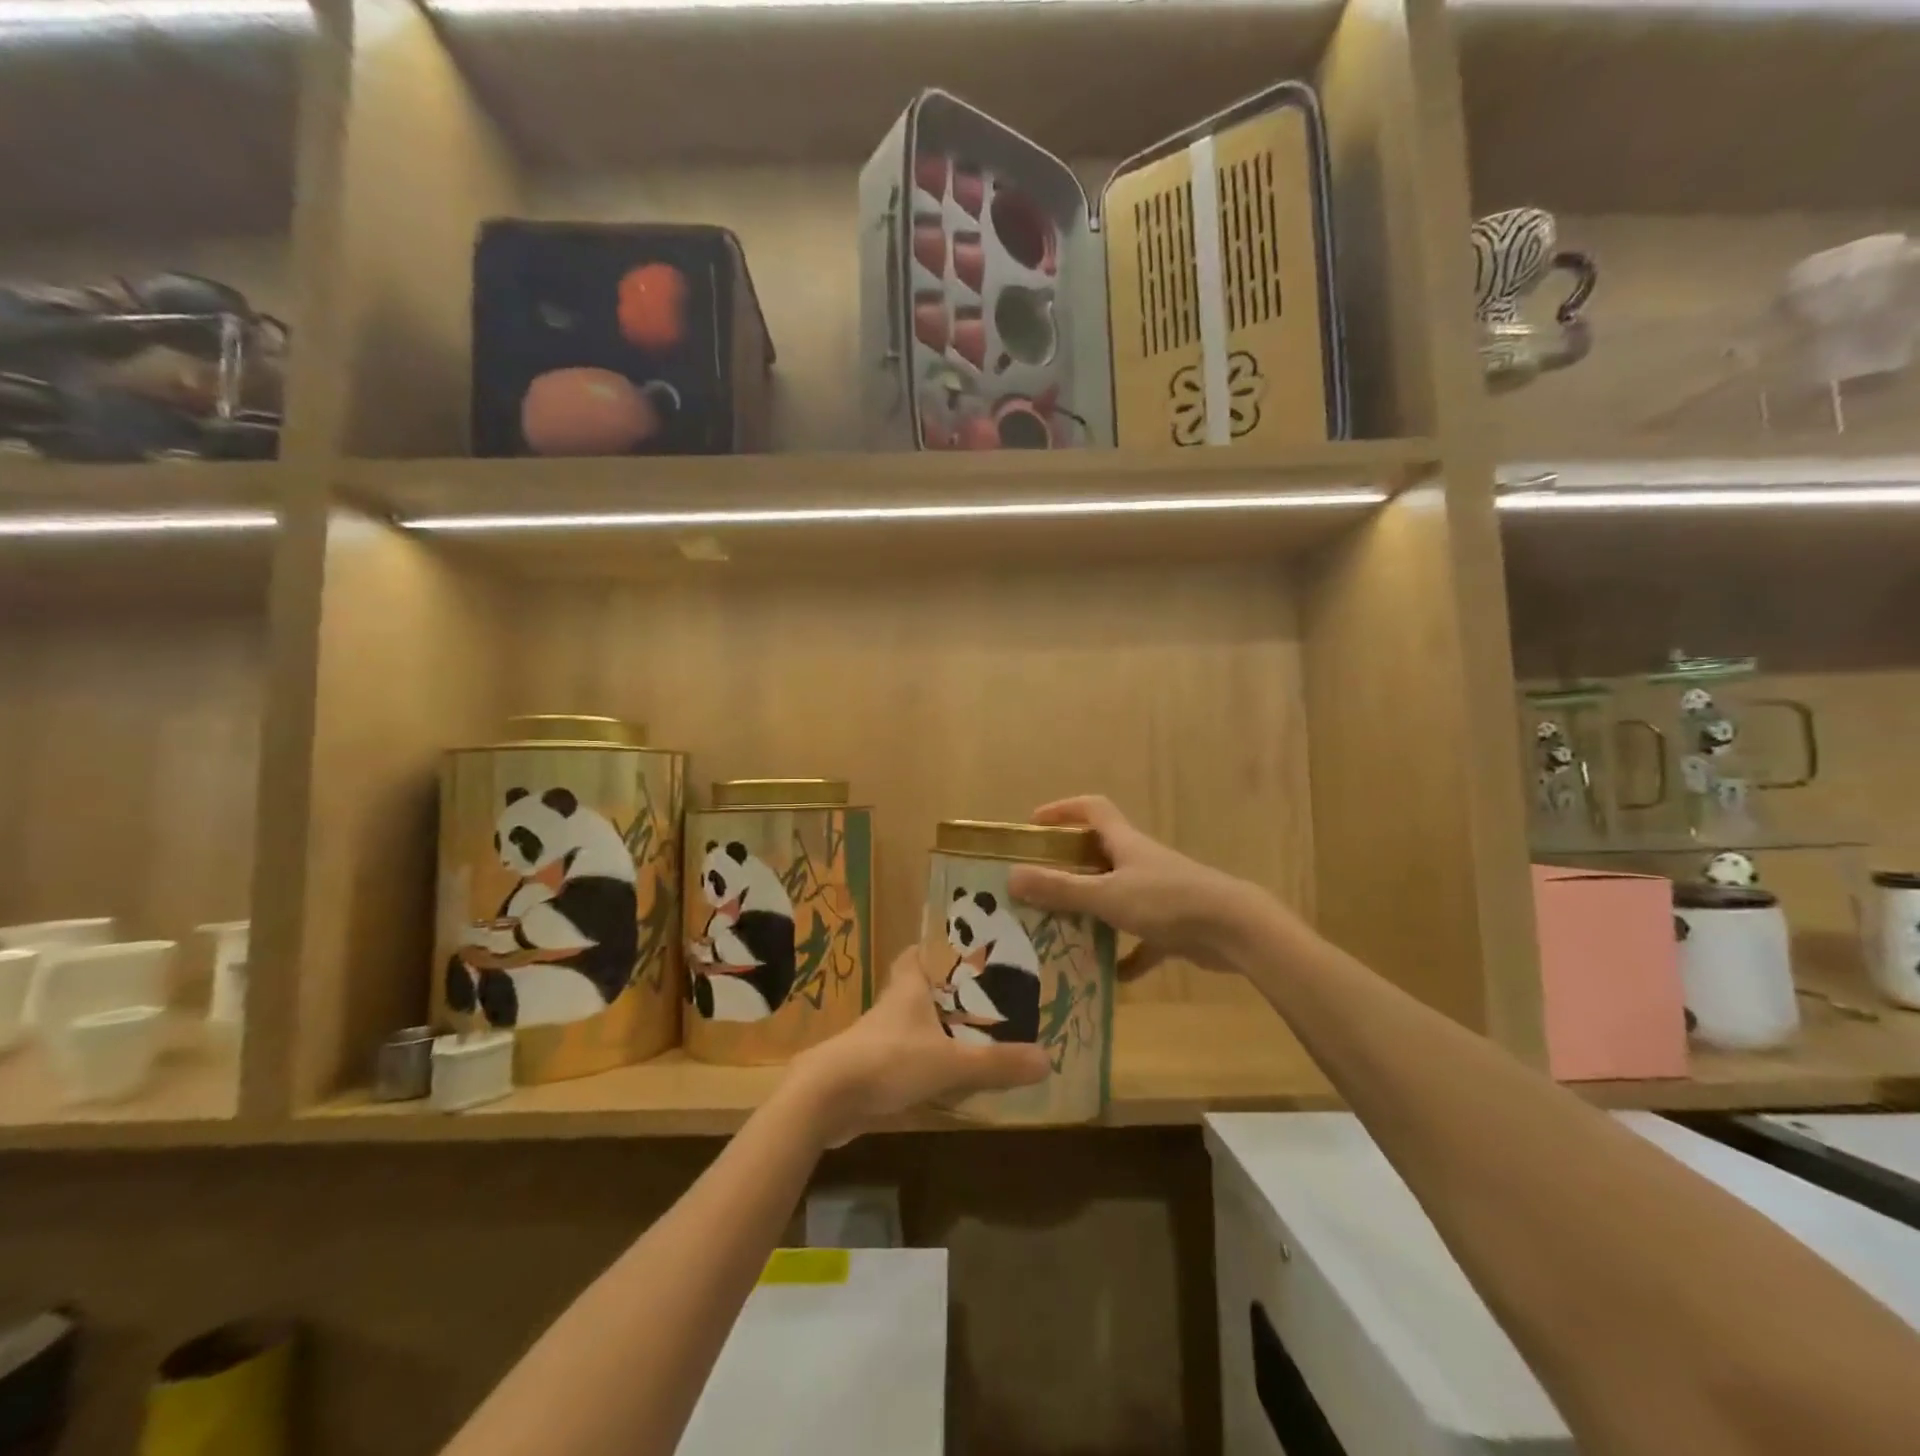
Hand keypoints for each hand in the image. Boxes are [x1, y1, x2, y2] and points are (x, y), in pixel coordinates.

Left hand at [791, 948, 1048, 1144]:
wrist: (824, 1099)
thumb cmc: (888, 1061)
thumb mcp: (950, 1063)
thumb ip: (996, 1063)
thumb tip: (1047, 1060)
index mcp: (909, 988)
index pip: (919, 953)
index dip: (939, 947)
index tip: (966, 947)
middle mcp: (893, 1006)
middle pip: (918, 987)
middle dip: (945, 990)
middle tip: (983, 995)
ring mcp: (878, 1038)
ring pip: (912, 1023)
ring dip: (936, 1027)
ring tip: (974, 1035)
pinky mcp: (870, 1069)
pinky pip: (904, 1057)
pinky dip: (924, 1061)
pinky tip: (946, 1077)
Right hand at [1005, 795, 1268, 975]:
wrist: (1235, 930)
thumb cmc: (1167, 901)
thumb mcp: (1107, 895)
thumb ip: (1060, 889)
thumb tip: (1011, 877)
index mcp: (1125, 843)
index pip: (1092, 810)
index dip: (1063, 810)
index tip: (1035, 825)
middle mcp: (1141, 862)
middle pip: (1101, 853)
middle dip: (1070, 865)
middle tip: (1039, 884)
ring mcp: (1160, 893)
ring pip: (1118, 895)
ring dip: (1094, 909)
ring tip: (1063, 928)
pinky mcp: (1174, 926)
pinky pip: (1142, 940)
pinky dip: (1126, 955)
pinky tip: (1109, 976)